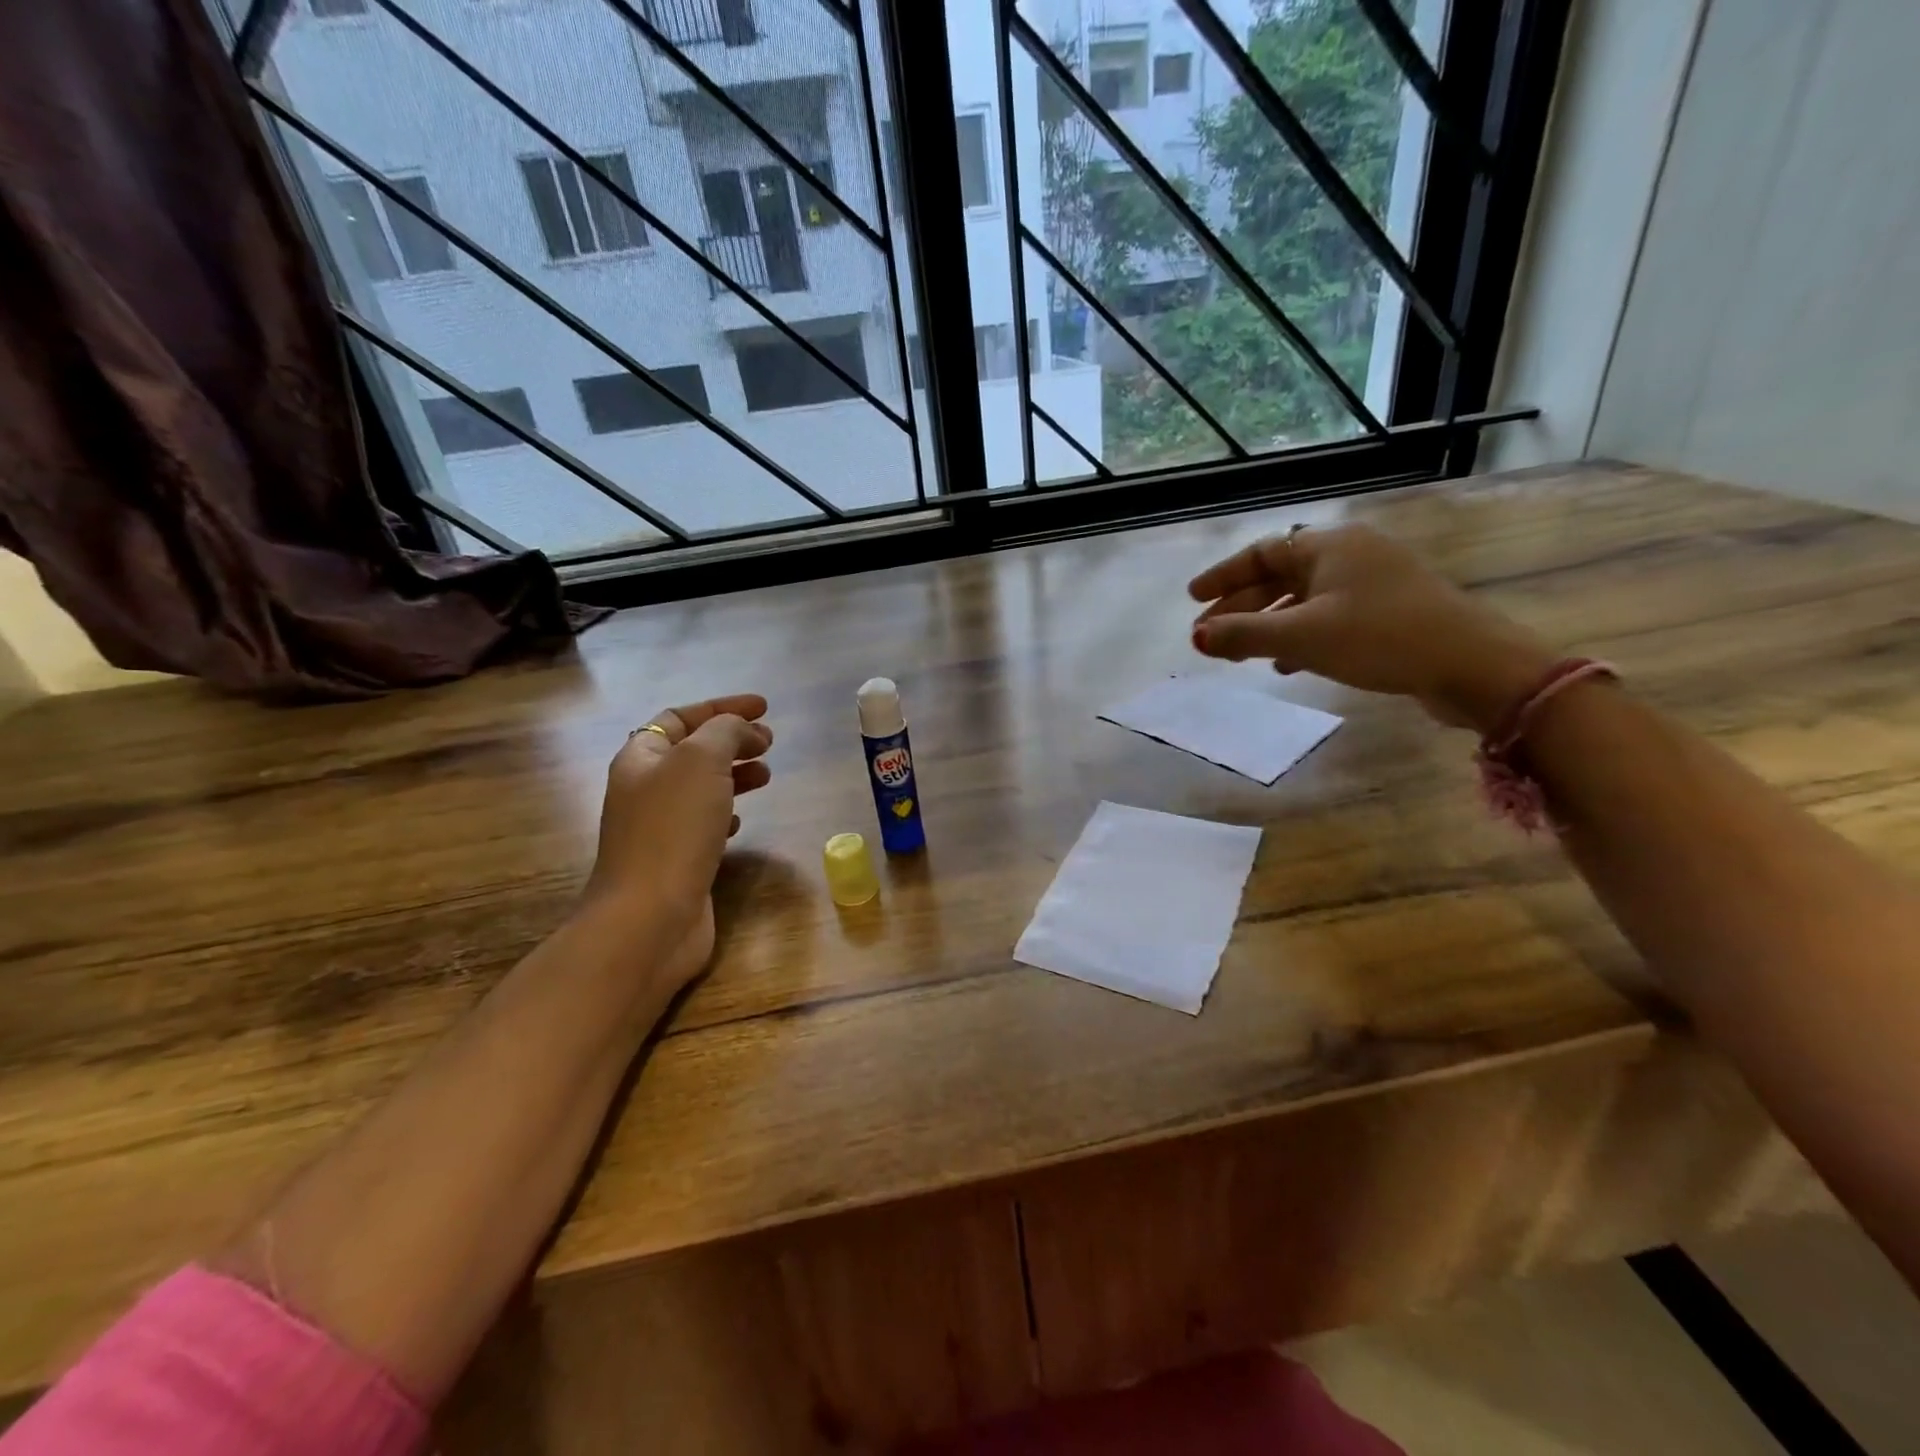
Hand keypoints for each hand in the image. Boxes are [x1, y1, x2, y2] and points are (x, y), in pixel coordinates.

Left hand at [580, 694, 773, 987]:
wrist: (649, 917)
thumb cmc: (673, 829)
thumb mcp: (701, 761)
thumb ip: (725, 732)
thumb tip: (743, 729)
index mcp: (641, 757)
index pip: (680, 717)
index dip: (722, 707)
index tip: (765, 707)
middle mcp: (644, 788)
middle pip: (692, 751)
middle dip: (732, 740)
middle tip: (770, 743)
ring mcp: (658, 828)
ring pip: (701, 787)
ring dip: (734, 774)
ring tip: (766, 775)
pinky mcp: (676, 860)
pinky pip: (702, 823)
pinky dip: (725, 812)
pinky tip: (741, 821)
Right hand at [1188, 524, 1556, 731]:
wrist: (1471, 664)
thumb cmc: (1378, 638)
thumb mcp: (1301, 637)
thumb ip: (1244, 635)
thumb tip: (1196, 638)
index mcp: (1329, 546)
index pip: (1261, 552)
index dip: (1223, 576)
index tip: (1193, 600)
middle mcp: (1351, 555)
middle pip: (1280, 575)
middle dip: (1241, 606)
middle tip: (1209, 634)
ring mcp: (1374, 582)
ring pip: (1304, 599)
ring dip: (1269, 624)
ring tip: (1241, 652)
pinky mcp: (1390, 611)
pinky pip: (1329, 617)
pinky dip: (1301, 636)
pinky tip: (1288, 665)